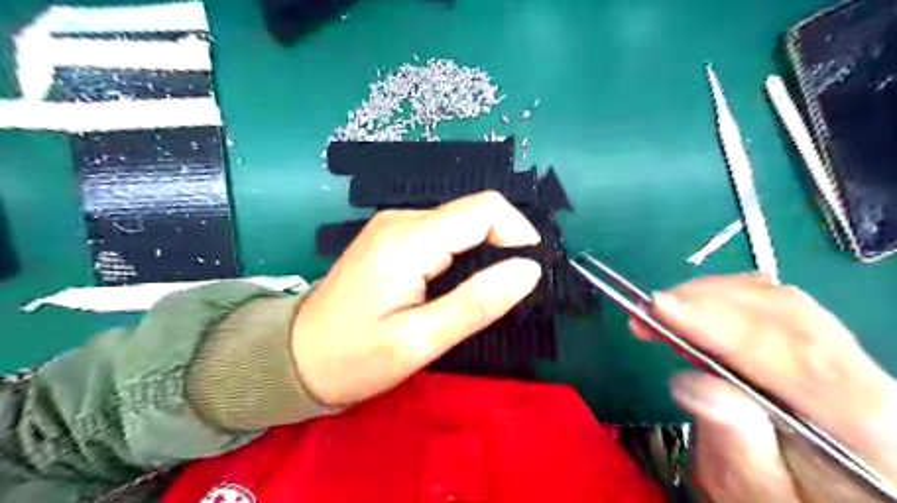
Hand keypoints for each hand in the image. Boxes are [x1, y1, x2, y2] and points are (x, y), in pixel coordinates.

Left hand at [290, 193, 537, 407]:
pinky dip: (463, 251)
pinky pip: (442, 231)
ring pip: (460, 221)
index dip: (518, 232)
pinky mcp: (391, 236)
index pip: (483, 209)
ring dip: (484, 249)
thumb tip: (528, 270)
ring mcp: (393, 225)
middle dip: (503, 242)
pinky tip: (456, 282)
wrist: (294, 356)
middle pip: (473, 211)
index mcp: (407, 241)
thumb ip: (476, 304)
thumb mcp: (418, 342)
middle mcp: (400, 220)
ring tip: (483, 291)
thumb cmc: (353, 358)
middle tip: (508, 289)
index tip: (530, 270)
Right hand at [629, 275, 896, 502]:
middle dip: (707, 302)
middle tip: (647, 311)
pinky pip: (774, 308)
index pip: (793, 353)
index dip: (720, 323)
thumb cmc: (789, 502)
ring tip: (662, 312)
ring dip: (710, 297)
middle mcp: (866, 380)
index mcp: (862, 426)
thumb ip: (735, 445)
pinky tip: (694, 311)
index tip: (661, 309)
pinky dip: (724, 299)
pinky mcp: (822, 348)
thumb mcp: (757, 495)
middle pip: (787, 315)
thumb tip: (691, 383)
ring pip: (779, 303)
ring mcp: (848, 358)